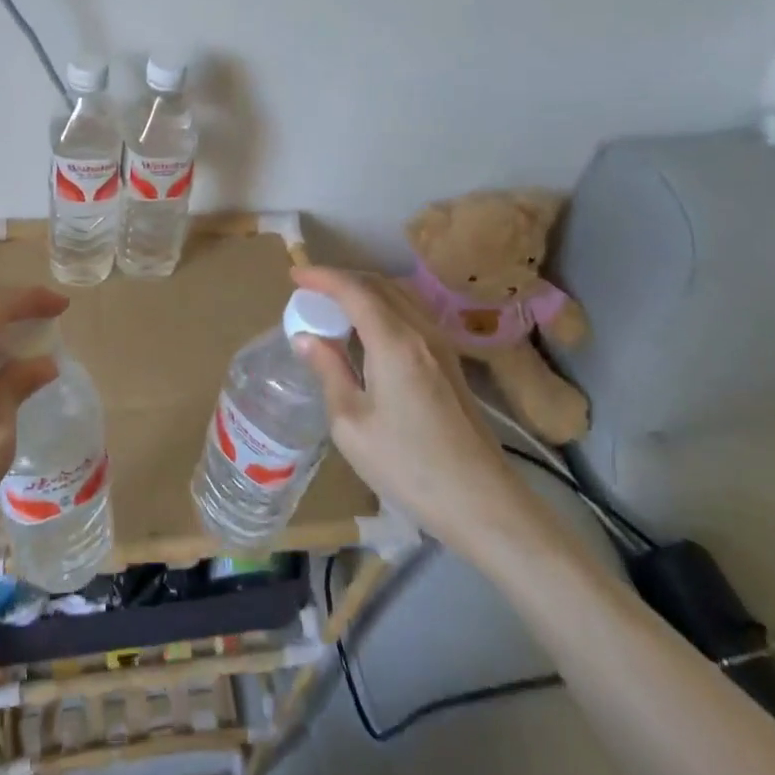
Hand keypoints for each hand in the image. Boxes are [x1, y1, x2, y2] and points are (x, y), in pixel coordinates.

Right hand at [289, 267, 549, 559]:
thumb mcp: (351, 423)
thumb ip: (329, 371)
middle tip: (309, 291)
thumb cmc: (407, 465)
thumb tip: (306, 338)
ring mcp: (442, 347)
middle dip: (342, 279)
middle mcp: (422, 332)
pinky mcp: (450, 364)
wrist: (480, 501)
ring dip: (364, 292)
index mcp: (395, 342)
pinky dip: (382, 309)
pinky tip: (366, 332)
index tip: (293, 274)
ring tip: (333, 306)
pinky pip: (411, 316)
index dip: (322, 277)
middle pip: (380, 285)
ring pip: (399, 297)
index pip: (354, 290)